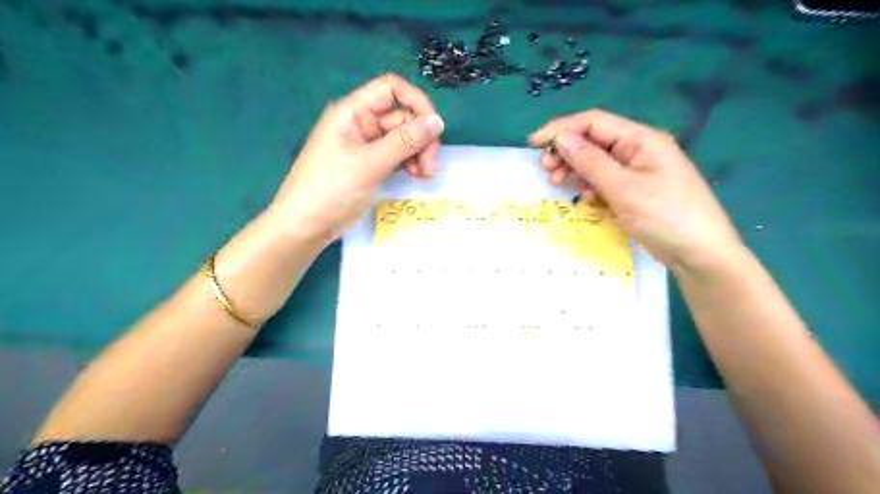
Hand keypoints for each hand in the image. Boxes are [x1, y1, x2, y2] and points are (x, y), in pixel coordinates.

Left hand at [270, 73, 447, 242]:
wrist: (305, 226)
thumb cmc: (331, 190)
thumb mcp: (370, 164)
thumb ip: (405, 141)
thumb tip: (438, 121)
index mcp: (353, 112)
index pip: (391, 89)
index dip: (416, 102)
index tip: (435, 128)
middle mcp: (361, 124)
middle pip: (402, 117)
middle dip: (420, 138)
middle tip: (429, 166)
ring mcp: (366, 146)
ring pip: (403, 139)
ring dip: (418, 153)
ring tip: (424, 174)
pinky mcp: (371, 165)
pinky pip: (397, 155)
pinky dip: (409, 163)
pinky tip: (416, 176)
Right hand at [529, 108, 740, 268]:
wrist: (700, 254)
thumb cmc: (664, 216)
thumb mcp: (622, 188)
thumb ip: (590, 161)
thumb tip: (561, 138)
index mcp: (641, 140)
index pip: (594, 122)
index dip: (561, 128)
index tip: (534, 142)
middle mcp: (638, 150)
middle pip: (594, 141)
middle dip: (567, 152)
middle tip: (547, 170)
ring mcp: (637, 171)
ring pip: (597, 163)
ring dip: (576, 170)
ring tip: (558, 184)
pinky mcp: (635, 191)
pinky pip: (606, 181)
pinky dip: (591, 187)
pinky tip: (587, 199)